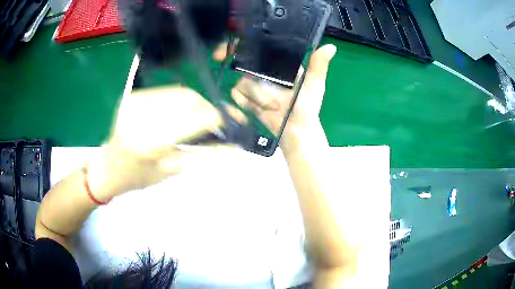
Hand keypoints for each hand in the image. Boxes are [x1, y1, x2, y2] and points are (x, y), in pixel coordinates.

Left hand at [87, 85, 243, 200]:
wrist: (109, 167)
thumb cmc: (140, 177)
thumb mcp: (173, 170)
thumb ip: (204, 155)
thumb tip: (234, 146)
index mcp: (151, 142)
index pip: (195, 119)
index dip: (216, 118)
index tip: (228, 123)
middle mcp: (142, 116)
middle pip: (188, 99)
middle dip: (207, 108)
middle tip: (215, 120)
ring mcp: (135, 102)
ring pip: (179, 91)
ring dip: (195, 103)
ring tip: (198, 117)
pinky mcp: (133, 96)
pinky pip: (166, 92)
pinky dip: (179, 100)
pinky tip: (178, 112)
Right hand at [230, 44, 336, 153]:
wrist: (295, 131)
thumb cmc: (307, 107)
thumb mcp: (314, 85)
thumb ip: (318, 66)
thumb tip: (331, 47)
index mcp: (280, 65)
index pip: (262, 51)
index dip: (253, 50)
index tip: (253, 61)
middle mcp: (265, 72)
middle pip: (247, 67)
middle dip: (257, 87)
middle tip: (271, 100)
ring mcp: (254, 84)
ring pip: (242, 83)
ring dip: (257, 98)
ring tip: (271, 108)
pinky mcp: (247, 97)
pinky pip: (236, 94)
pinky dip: (244, 103)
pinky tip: (255, 110)